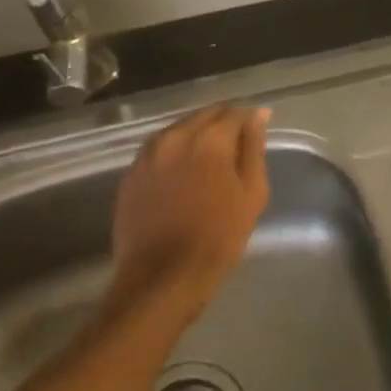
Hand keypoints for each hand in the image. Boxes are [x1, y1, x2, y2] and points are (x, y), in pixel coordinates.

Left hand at [107, 104, 270, 326]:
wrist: (163, 277)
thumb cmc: (218, 237)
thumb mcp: (252, 193)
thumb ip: (253, 148)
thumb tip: (257, 116)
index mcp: (209, 139)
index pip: (234, 113)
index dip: (249, 118)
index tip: (258, 129)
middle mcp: (175, 137)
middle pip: (204, 115)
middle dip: (223, 123)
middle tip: (237, 144)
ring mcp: (148, 154)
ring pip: (179, 129)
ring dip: (197, 134)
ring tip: (210, 157)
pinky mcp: (131, 173)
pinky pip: (159, 149)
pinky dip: (175, 151)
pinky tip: (184, 171)